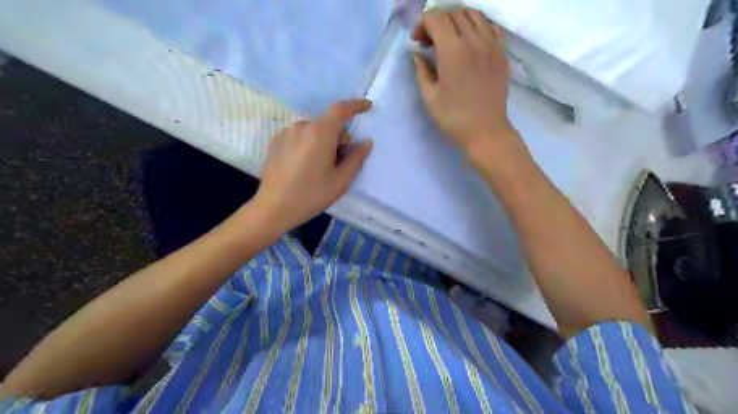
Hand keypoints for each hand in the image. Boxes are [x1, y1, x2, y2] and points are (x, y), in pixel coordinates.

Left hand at [251, 99, 371, 230]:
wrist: (273, 208)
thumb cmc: (311, 195)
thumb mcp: (341, 180)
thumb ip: (356, 158)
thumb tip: (366, 142)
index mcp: (320, 132)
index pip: (341, 109)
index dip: (356, 105)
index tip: (368, 107)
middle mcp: (302, 126)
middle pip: (328, 123)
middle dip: (339, 138)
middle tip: (340, 163)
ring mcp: (286, 133)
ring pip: (314, 130)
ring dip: (324, 141)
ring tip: (320, 168)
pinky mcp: (276, 142)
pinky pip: (300, 136)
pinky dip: (309, 144)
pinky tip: (305, 167)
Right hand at [412, 8, 513, 153]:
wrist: (485, 130)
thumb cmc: (454, 117)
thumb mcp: (429, 97)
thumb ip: (421, 70)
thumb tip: (417, 53)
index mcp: (453, 51)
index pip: (436, 18)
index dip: (422, 24)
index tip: (417, 41)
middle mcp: (474, 40)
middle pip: (454, 12)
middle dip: (437, 21)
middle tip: (430, 41)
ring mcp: (491, 44)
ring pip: (473, 14)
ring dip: (456, 20)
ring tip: (448, 38)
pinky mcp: (501, 52)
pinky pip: (489, 26)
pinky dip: (476, 26)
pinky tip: (469, 41)